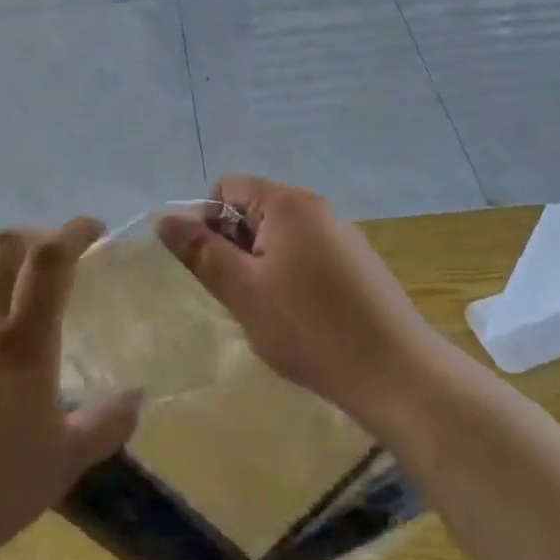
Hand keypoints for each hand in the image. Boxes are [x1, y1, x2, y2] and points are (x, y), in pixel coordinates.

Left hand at [0, 220, 142, 559]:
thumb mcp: (64, 462)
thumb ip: (106, 423)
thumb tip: (137, 396)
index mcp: (22, 341)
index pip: (50, 259)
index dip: (74, 232)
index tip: (94, 229)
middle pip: (2, 245)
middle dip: (32, 238)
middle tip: (49, 259)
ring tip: (5, 293)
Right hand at [156, 176, 445, 432]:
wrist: (396, 372)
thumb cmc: (309, 328)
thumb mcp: (242, 290)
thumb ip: (200, 251)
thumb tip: (164, 219)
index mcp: (288, 203)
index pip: (226, 187)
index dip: (208, 222)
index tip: (214, 268)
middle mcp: (316, 207)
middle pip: (253, 208)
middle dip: (235, 246)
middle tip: (241, 294)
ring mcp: (342, 234)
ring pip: (280, 235)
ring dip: (262, 265)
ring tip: (271, 311)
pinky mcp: (358, 262)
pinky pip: (307, 254)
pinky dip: (291, 276)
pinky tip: (302, 318)